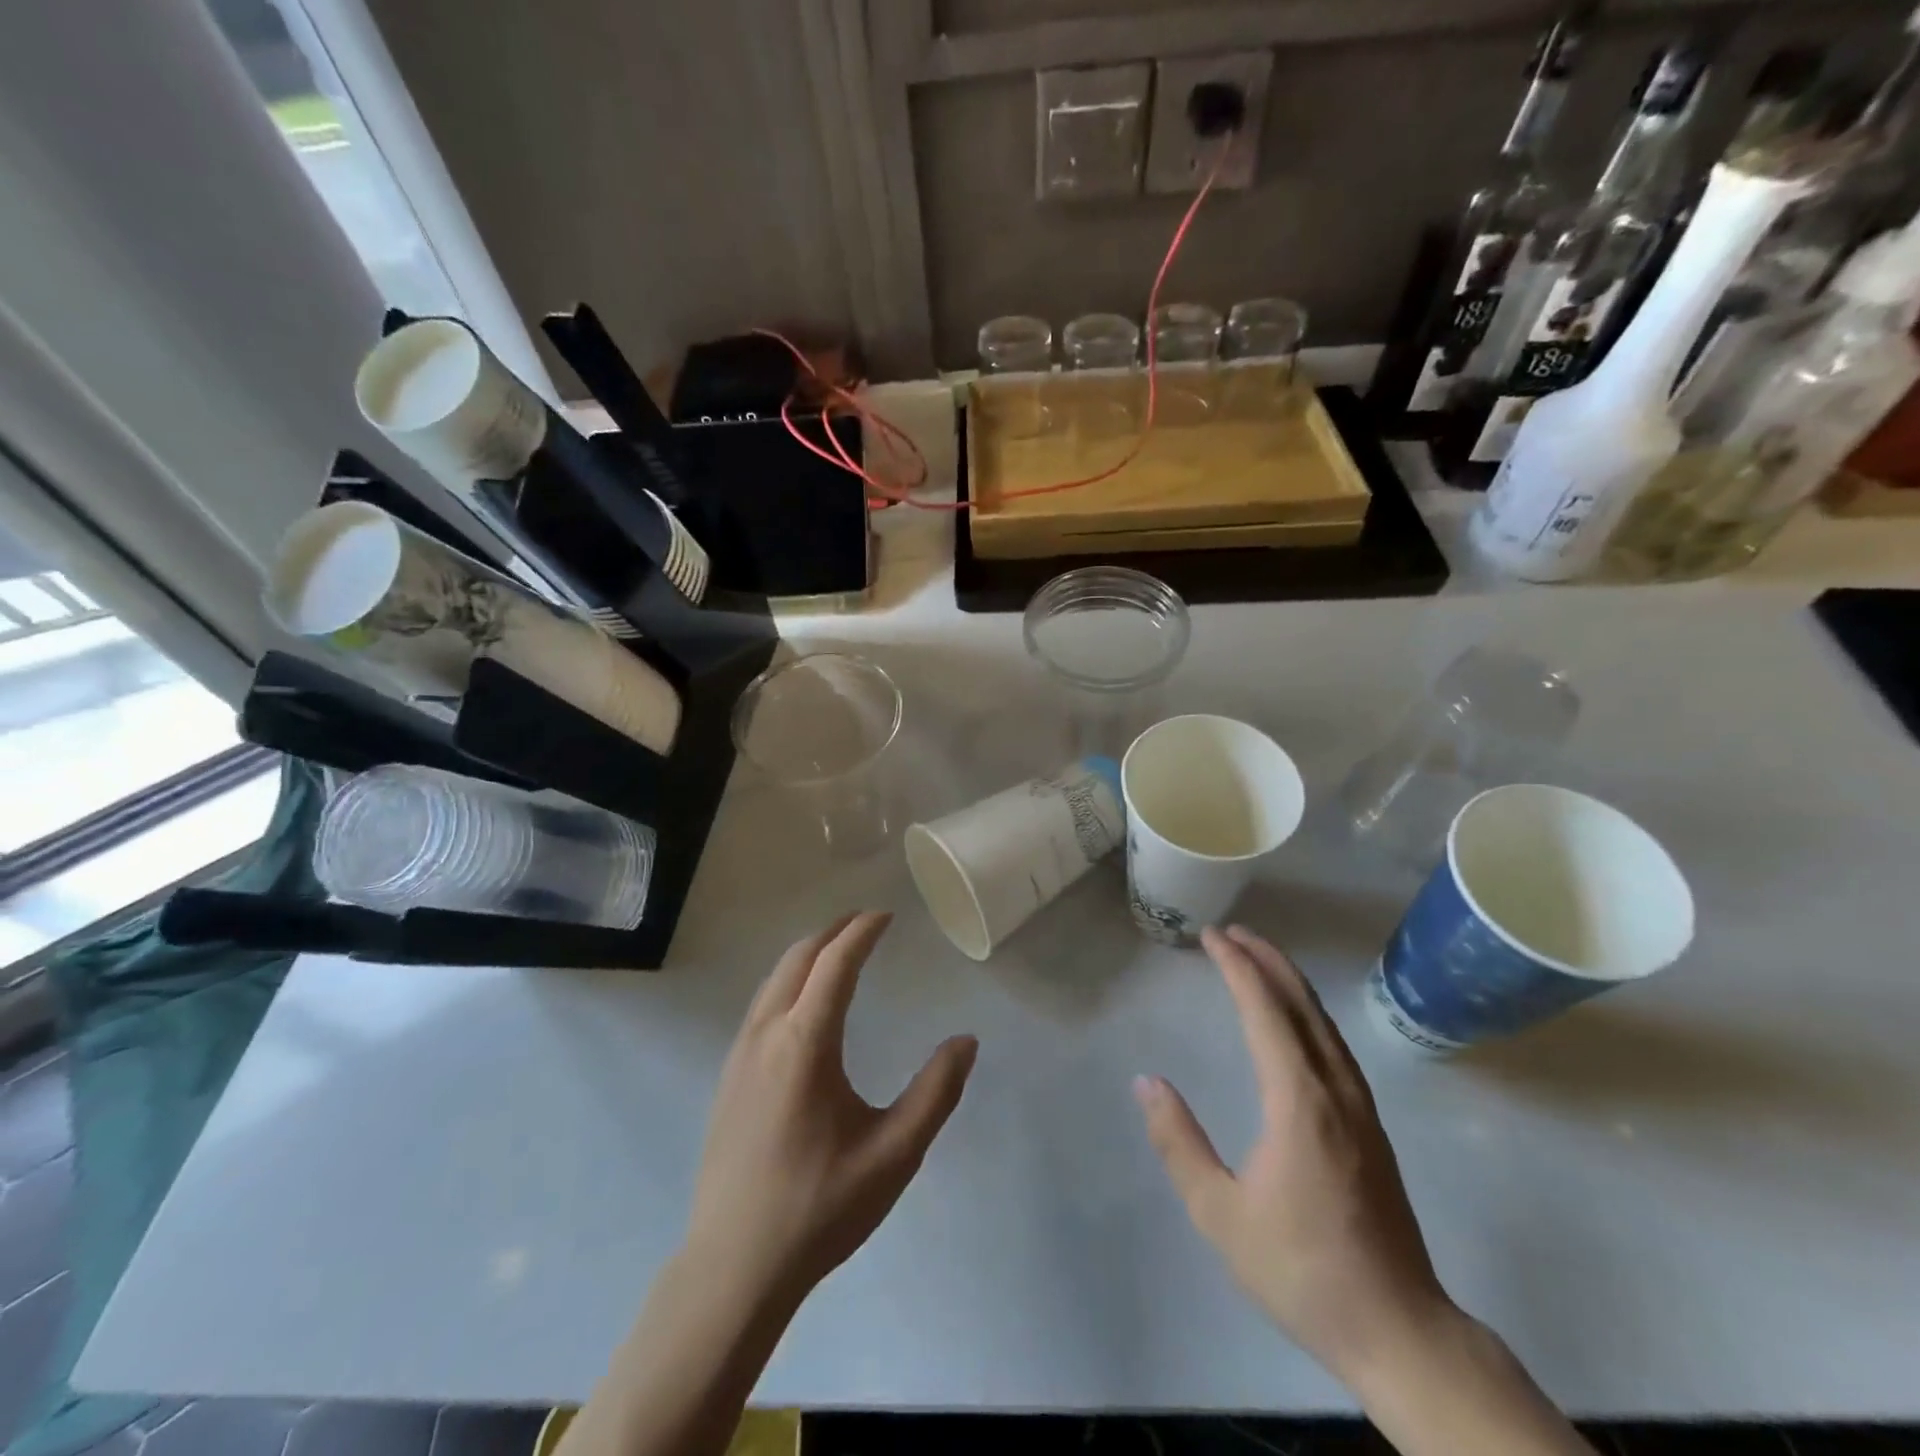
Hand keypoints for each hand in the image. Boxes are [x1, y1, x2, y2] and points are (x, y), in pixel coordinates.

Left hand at [684, 912, 977, 1311]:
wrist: (732, 1268)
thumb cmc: (819, 1207)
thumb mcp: (894, 1154)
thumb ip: (935, 1093)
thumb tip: (965, 1041)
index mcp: (804, 1043)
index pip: (835, 963)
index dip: (862, 931)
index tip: (886, 914)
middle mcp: (766, 1035)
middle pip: (798, 959)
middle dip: (833, 932)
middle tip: (867, 923)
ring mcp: (739, 1055)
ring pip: (774, 980)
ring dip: (808, 954)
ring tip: (840, 952)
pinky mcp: (727, 1077)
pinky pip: (761, 1005)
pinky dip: (789, 981)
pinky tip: (805, 1005)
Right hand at [1133, 926, 1452, 1383]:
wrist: (1399, 1331)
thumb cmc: (1302, 1270)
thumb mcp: (1220, 1214)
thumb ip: (1179, 1142)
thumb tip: (1147, 1082)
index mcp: (1299, 1101)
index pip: (1266, 1011)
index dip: (1237, 967)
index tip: (1211, 936)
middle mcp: (1335, 1090)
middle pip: (1302, 1004)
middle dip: (1265, 960)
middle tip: (1230, 932)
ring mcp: (1360, 1107)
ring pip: (1323, 1022)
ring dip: (1289, 982)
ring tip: (1257, 959)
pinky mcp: (1370, 1126)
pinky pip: (1334, 1045)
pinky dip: (1306, 1012)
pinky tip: (1294, 1020)